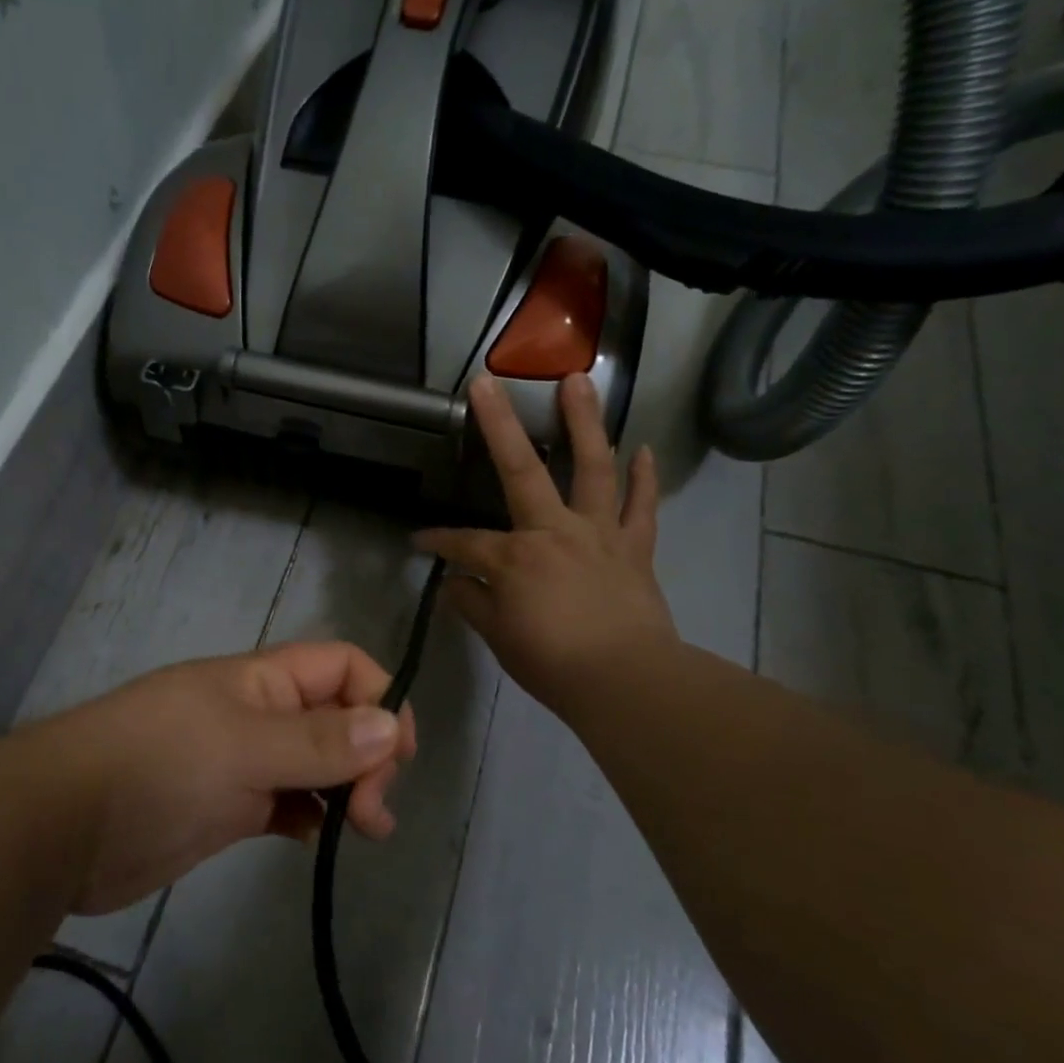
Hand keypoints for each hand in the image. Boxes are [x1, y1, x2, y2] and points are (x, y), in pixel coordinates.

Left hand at [39, 643, 417, 914]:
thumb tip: (391, 725)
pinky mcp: (229, 807)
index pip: (342, 666)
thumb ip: (318, 740)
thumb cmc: (157, 765)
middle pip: (338, 716)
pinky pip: (288, 802)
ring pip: (316, 763)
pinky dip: (311, 816)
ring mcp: (243, 761)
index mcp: (262, 680)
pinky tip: (315, 839)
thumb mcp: (243, 746)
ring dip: (348, 789)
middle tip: (373, 812)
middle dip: (368, 755)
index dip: (379, 697)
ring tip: (364, 830)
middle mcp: (259, 713)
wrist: (64, 827)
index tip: (396, 755)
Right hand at [415, 373, 675, 718]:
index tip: (418, 543)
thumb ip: (473, 603)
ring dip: (585, 422)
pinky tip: (644, 449)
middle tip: (486, 384)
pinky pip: (642, 507)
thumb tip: (453, 583)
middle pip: (521, 469)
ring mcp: (599, 533)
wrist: (626, 682)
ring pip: (594, 467)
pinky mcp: (634, 548)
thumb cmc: (553, 663)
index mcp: (515, 556)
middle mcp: (554, 530)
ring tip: (580, 381)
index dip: (436, 542)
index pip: (463, 542)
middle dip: (499, 425)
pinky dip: (644, 478)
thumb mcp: (499, 637)